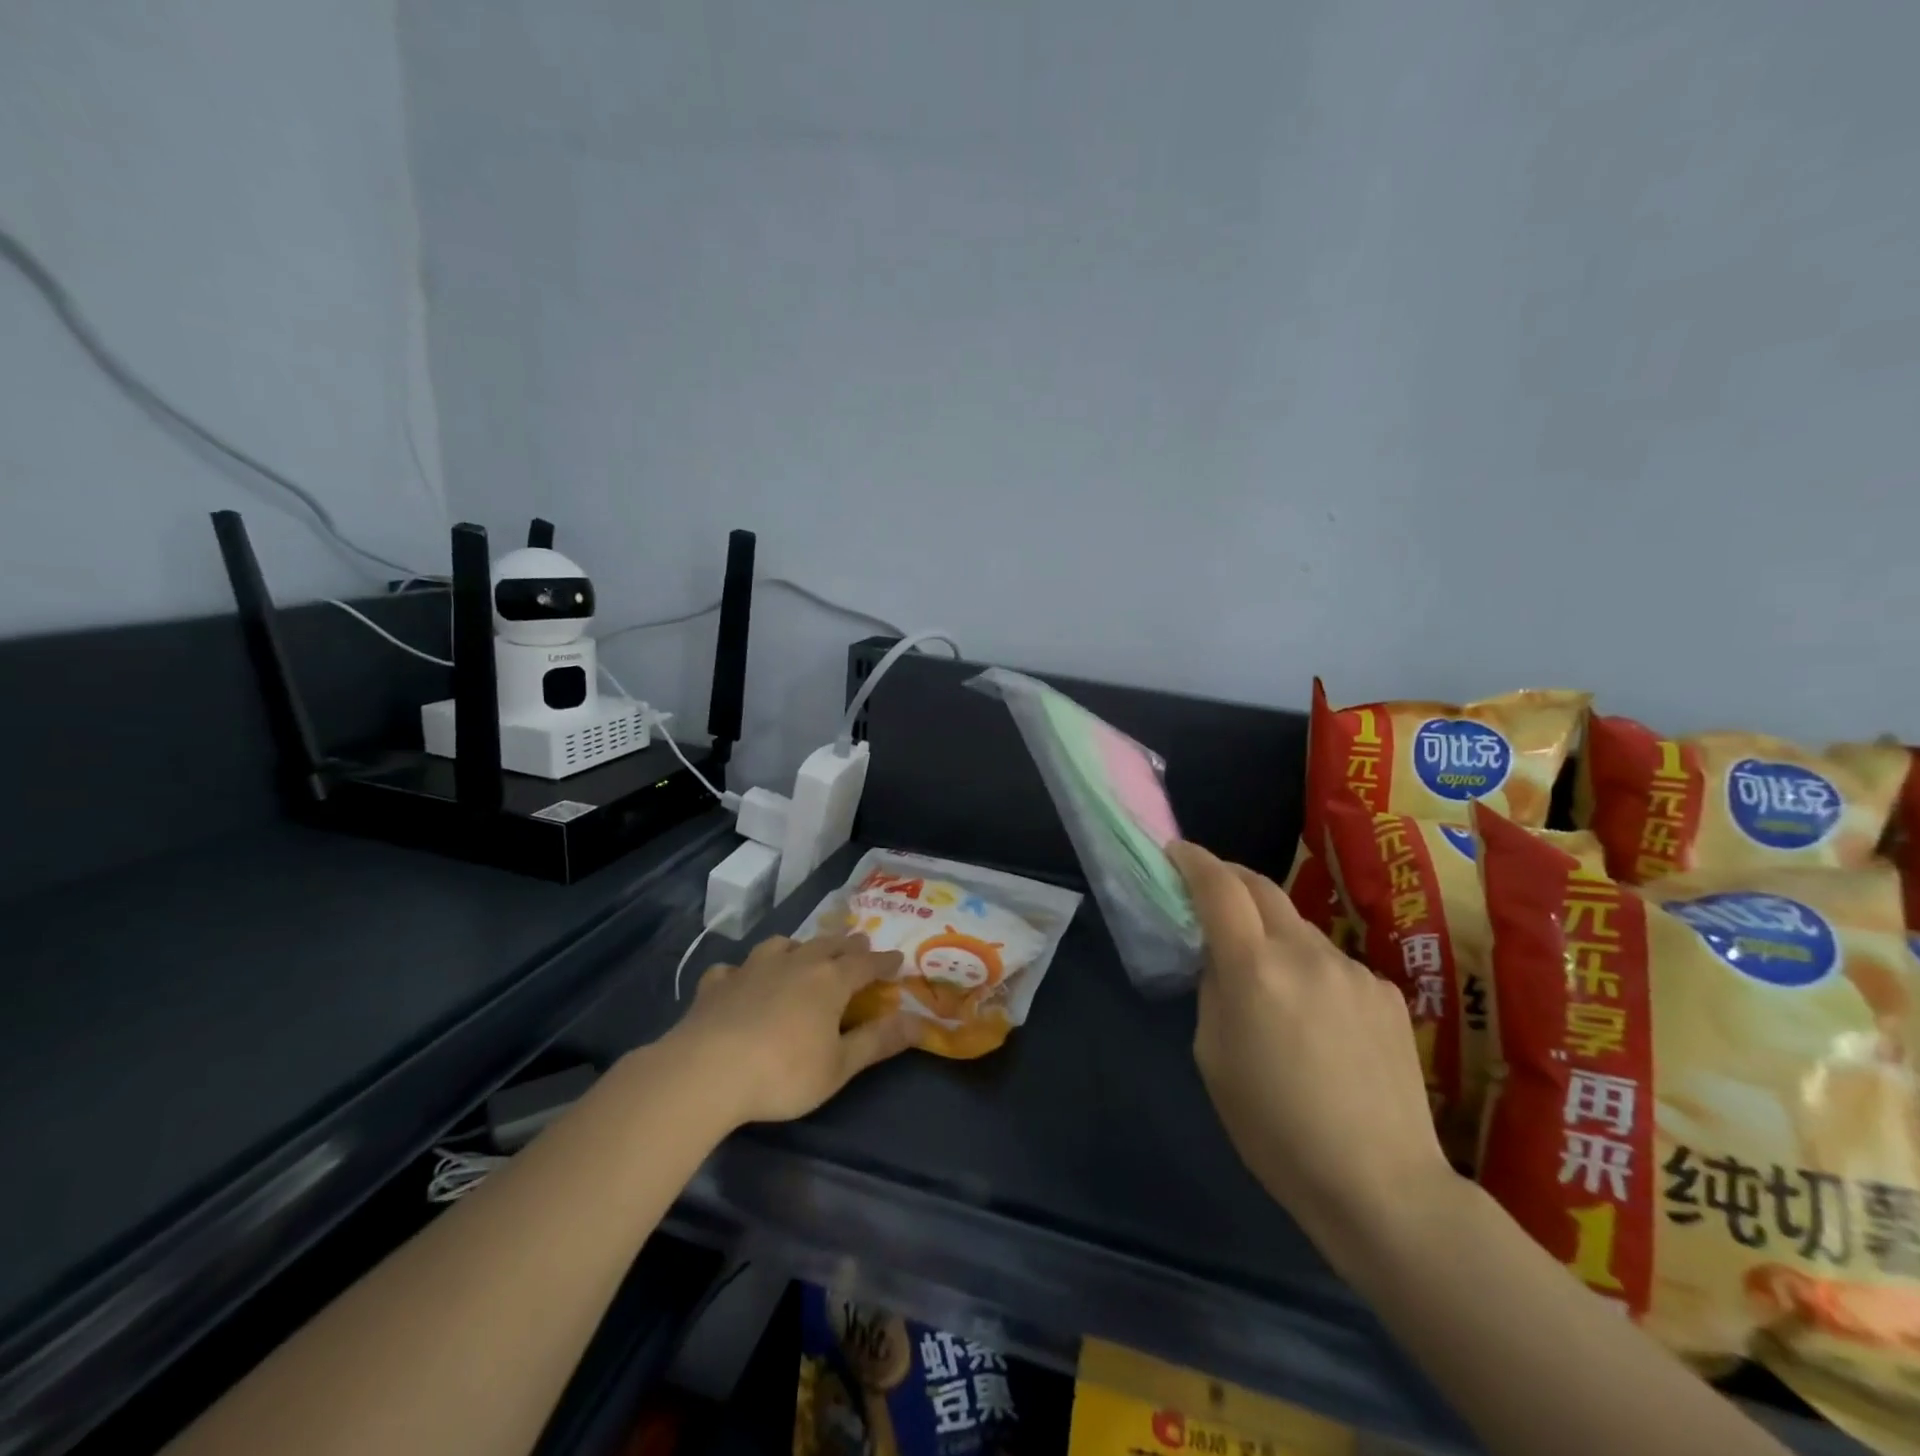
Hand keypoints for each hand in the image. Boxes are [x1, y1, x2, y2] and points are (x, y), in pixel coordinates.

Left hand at [666, 933, 915, 1126]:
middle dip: (847, 945)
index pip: (865, 964)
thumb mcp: (839, 1066)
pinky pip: (734, 968)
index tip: (898, 959)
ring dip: (799, 947)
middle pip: (828, 944)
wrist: (706, 1071)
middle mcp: (794, 963)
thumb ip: (878, 1041)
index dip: (884, 962)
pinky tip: (739, 981)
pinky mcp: (717, 983)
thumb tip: (920, 1022)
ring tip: (803, 953)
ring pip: (782, 945)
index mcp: (829, 980)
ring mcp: (752, 968)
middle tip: (858, 944)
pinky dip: (743, 972)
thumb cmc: (783, 1073)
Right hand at [1167, 841, 1455, 1259]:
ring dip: (1271, 933)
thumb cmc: (1275, 1129)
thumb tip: (1223, 961)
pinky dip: (1309, 969)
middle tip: (1209, 893)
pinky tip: (1317, 1021)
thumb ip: (1214, 990)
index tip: (1175, 853)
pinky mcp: (1386, 992)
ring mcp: (1352, 969)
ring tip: (1268, 980)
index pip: (1219, 887)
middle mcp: (1305, 952)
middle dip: (1229, 878)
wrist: (1382, 1185)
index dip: (1193, 861)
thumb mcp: (1213, 1056)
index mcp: (1254, 968)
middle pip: (1261, 886)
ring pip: (1298, 927)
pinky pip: (1333, 963)